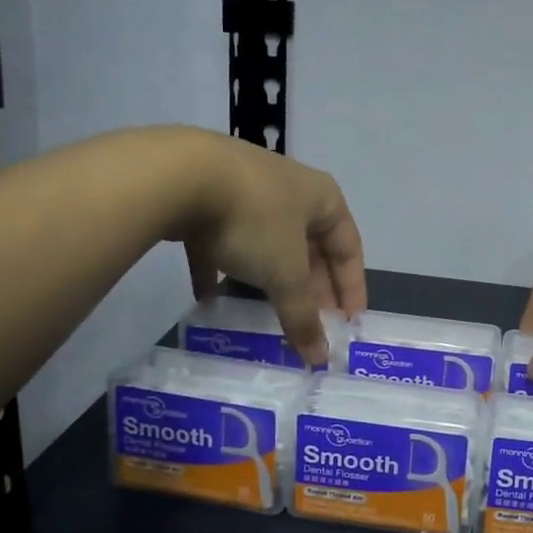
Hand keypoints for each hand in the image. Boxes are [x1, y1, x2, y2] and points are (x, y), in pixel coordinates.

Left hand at [170, 131, 365, 366]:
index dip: (352, 287)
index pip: (349, 248)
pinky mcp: (206, 199)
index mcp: (322, 199)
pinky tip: (209, 300)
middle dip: (311, 288)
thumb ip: (302, 316)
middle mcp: (290, 190)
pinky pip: (221, 242)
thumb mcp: (285, 273)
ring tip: (268, 314)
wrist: (181, 174)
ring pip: (267, 244)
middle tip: (310, 324)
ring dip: (269, 279)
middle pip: (309, 247)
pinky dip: (220, 270)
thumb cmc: (255, 219)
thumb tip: (320, 358)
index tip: (348, 324)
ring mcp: (246, 191)